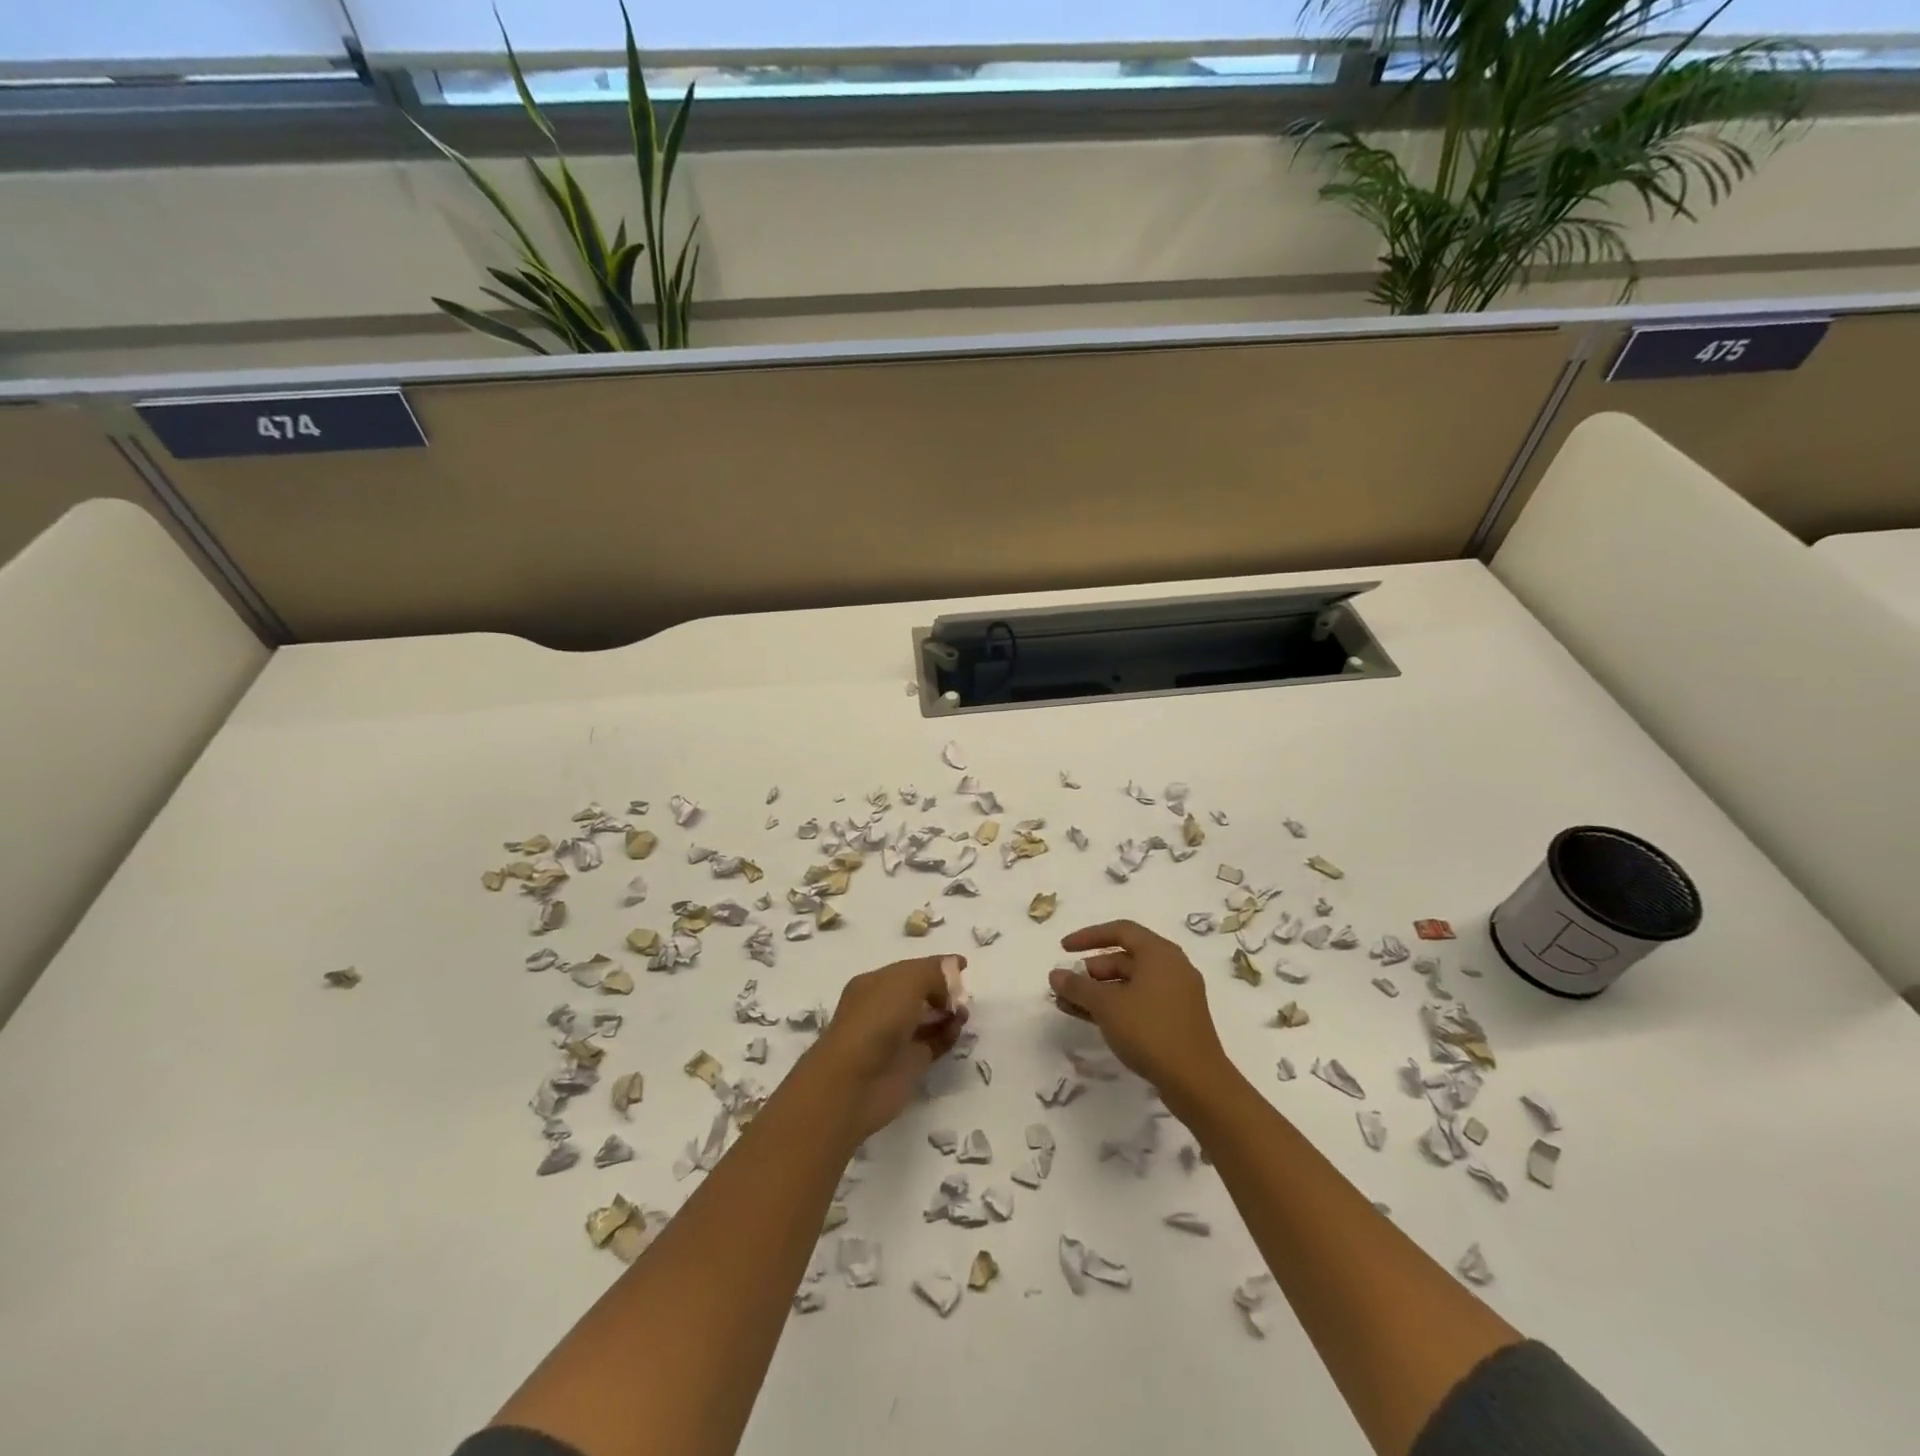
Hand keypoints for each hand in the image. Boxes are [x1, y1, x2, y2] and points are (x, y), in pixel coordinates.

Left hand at [812, 956, 967, 1139]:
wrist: (854, 1083)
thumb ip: (934, 973)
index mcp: (875, 984)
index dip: (936, 965)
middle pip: (920, 993)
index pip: (910, 969)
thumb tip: (952, 976)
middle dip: (944, 990)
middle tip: (964, 993)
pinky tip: (959, 1029)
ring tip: (964, 1012)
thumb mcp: (907, 982)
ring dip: (949, 1012)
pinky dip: (948, 1035)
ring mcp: (896, 1038)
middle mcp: (883, 1008)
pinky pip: (934, 1043)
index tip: (964, 965)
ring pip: (928, 1019)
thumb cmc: (876, 1021)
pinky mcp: (909, 1064)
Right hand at [1049, 920, 1235, 1114]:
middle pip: (1124, 958)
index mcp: (1160, 953)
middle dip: (1090, 971)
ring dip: (1098, 992)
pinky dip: (1114, 1006)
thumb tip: (1055, 975)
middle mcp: (1171, 968)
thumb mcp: (1107, 1005)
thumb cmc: (1150, 1030)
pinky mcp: (1176, 1020)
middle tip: (1066, 986)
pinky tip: (1089, 1018)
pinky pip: (1139, 1002)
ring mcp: (1176, 995)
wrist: (1197, 1083)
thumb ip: (1078, 986)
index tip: (1063, 949)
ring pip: (1129, 984)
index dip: (1088, 936)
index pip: (1120, 930)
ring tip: (1067, 1005)